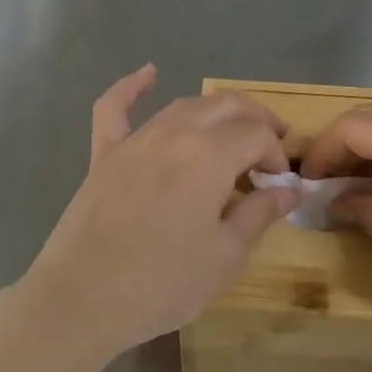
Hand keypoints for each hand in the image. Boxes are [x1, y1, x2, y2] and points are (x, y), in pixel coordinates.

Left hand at [18, 67, 299, 362]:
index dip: (276, 154)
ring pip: (183, 106)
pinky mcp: (104, 154)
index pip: (256, 135)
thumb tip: (290, 189)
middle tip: (273, 144)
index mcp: (209, 156)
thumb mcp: (225, 256)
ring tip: (235, 128)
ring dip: (216, 111)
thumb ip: (260, 214)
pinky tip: (148, 72)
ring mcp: (135, 140)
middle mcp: (174, 134)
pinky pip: (115, 108)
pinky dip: (132, 86)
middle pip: (226, 107)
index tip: (280, 185)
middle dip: (257, 120)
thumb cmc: (162, 284)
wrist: (82, 299)